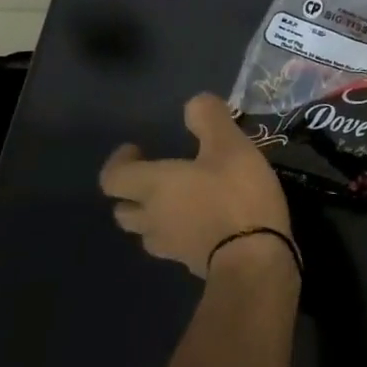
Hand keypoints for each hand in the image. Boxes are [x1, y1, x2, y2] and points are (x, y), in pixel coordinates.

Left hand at [99, 94, 293, 278]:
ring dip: (155, 215)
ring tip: (180, 200)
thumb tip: (193, 103)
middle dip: (133, 192)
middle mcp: (152, 218)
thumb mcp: (230, 145)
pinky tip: (206, 221)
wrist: (253, 258)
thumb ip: (209, 120)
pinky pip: (174, 244)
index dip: (118, 162)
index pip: (113, 178)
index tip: (135, 149)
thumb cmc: (236, 194)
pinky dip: (181, 231)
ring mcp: (169, 246)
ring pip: (147, 230)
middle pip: (124, 210)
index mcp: (154, 187)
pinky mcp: (190, 264)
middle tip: (155, 176)